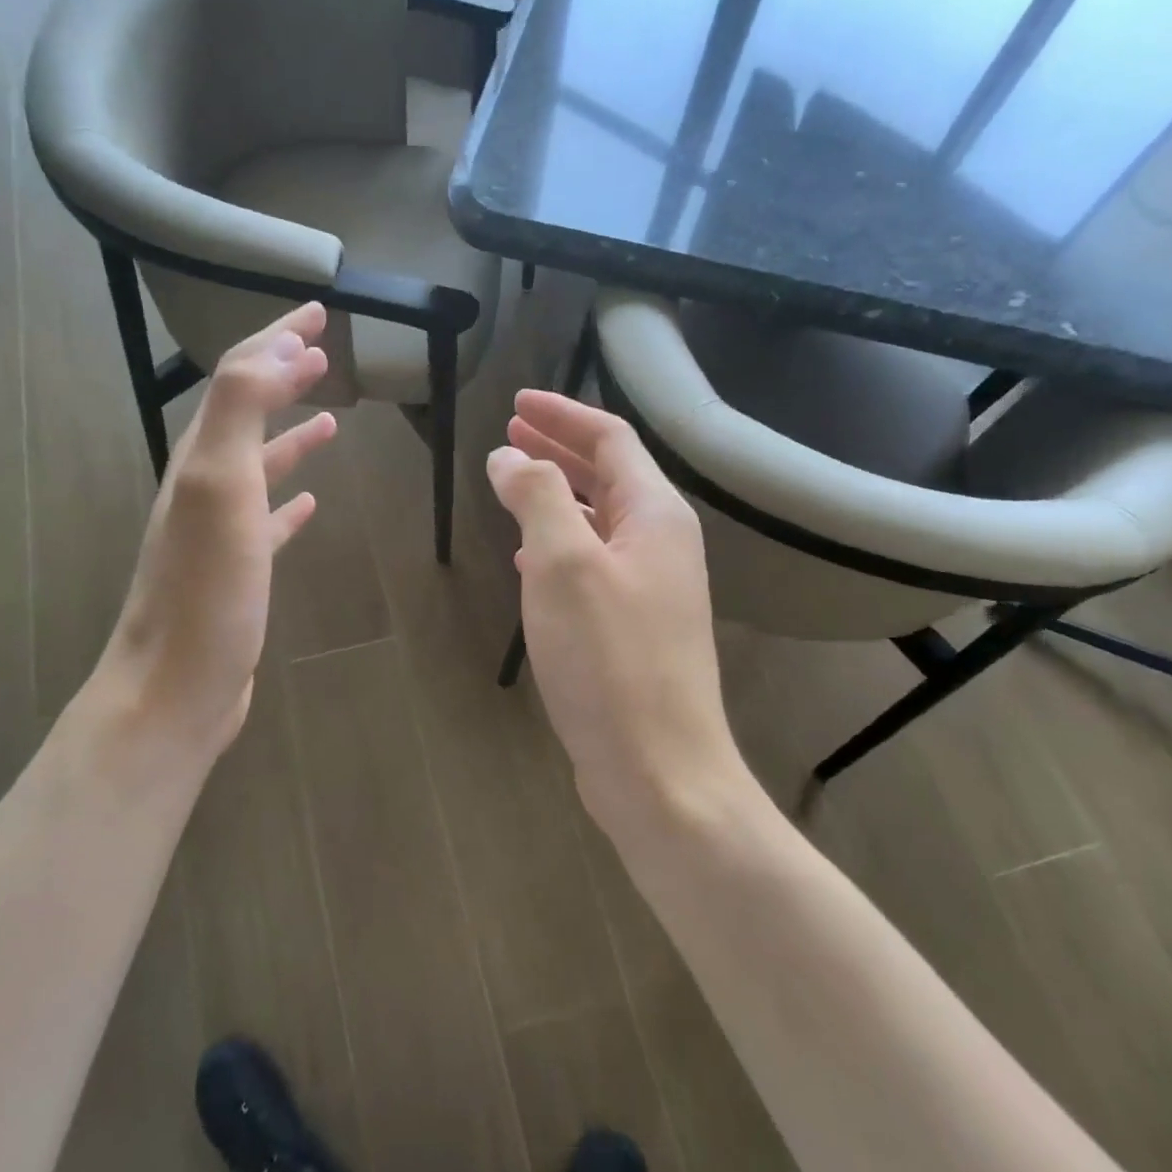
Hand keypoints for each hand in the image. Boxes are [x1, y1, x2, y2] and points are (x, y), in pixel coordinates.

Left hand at [93, 302, 336, 771]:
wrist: (177, 687)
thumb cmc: (206, 590)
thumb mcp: (218, 486)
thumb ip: (239, 410)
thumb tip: (277, 350)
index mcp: (202, 458)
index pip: (240, 377)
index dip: (278, 339)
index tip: (321, 315)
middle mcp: (205, 485)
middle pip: (246, 412)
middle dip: (283, 373)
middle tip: (323, 348)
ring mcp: (220, 531)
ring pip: (260, 464)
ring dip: (291, 433)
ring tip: (331, 416)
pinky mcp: (239, 572)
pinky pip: (268, 522)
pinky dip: (290, 502)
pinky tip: (312, 504)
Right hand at [487, 390, 744, 829]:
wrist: (658, 769)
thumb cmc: (609, 659)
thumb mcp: (563, 564)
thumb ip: (535, 497)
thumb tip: (510, 456)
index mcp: (655, 515)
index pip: (611, 440)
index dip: (563, 414)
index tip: (515, 403)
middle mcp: (661, 543)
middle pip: (608, 475)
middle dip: (558, 449)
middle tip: (509, 434)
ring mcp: (651, 588)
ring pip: (599, 521)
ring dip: (556, 496)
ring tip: (512, 484)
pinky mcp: (633, 627)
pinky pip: (594, 564)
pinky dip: (560, 545)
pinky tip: (529, 559)